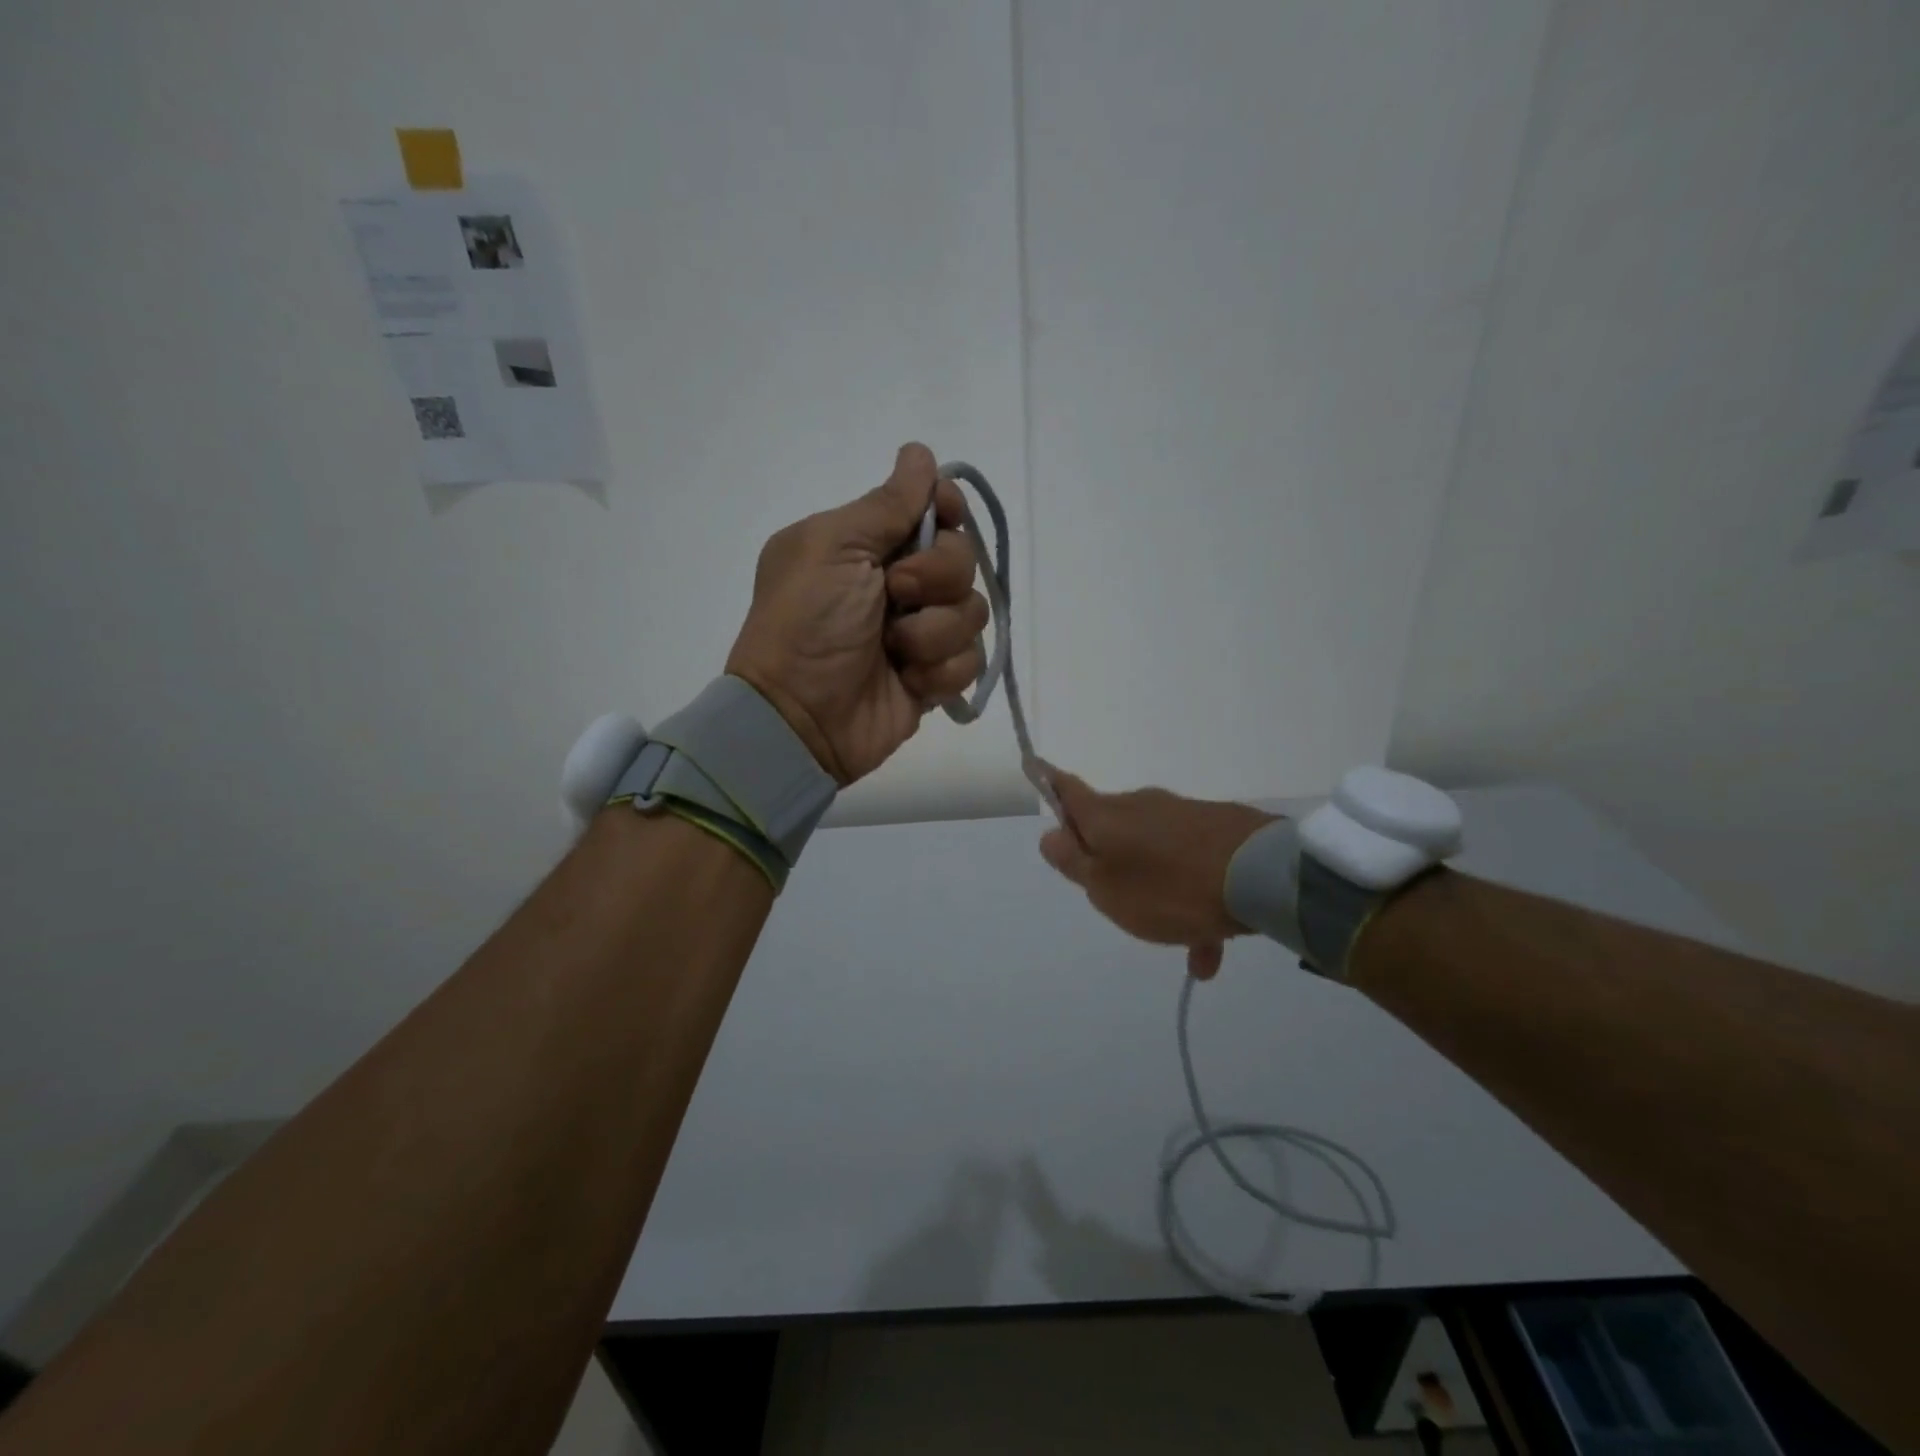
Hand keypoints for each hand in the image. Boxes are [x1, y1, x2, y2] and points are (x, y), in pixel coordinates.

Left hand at [726, 443, 988, 784]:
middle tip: (895, 596)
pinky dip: (940, 672)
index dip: (947, 510)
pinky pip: (971, 661)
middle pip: (963, 557)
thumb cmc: (807, 623)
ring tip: (895, 651)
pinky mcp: (934, 676)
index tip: (942, 519)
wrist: (800, 718)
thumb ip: (885, 504)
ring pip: (972, 612)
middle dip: (936, 577)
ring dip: (934, 633)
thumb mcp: (833, 547)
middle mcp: (899, 582)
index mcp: (868, 543)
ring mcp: (919, 631)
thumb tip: (919, 453)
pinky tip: (909, 681)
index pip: (934, 509)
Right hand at [1038, 770, 1277, 979]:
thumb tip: (1051, 835)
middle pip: (1110, 827)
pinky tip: (1210, 947)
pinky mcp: (1220, 829)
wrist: (1260, 876)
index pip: (1066, 789)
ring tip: (1179, 943)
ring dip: (1157, 893)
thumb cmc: (1168, 886)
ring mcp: (1184, 815)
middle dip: (1108, 859)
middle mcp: (1142, 806)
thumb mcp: (1107, 887)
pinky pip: (1191, 866)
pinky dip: (1193, 900)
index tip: (1033, 766)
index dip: (1047, 781)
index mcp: (1106, 816)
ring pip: (1155, 855)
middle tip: (1114, 900)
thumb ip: (1075, 862)